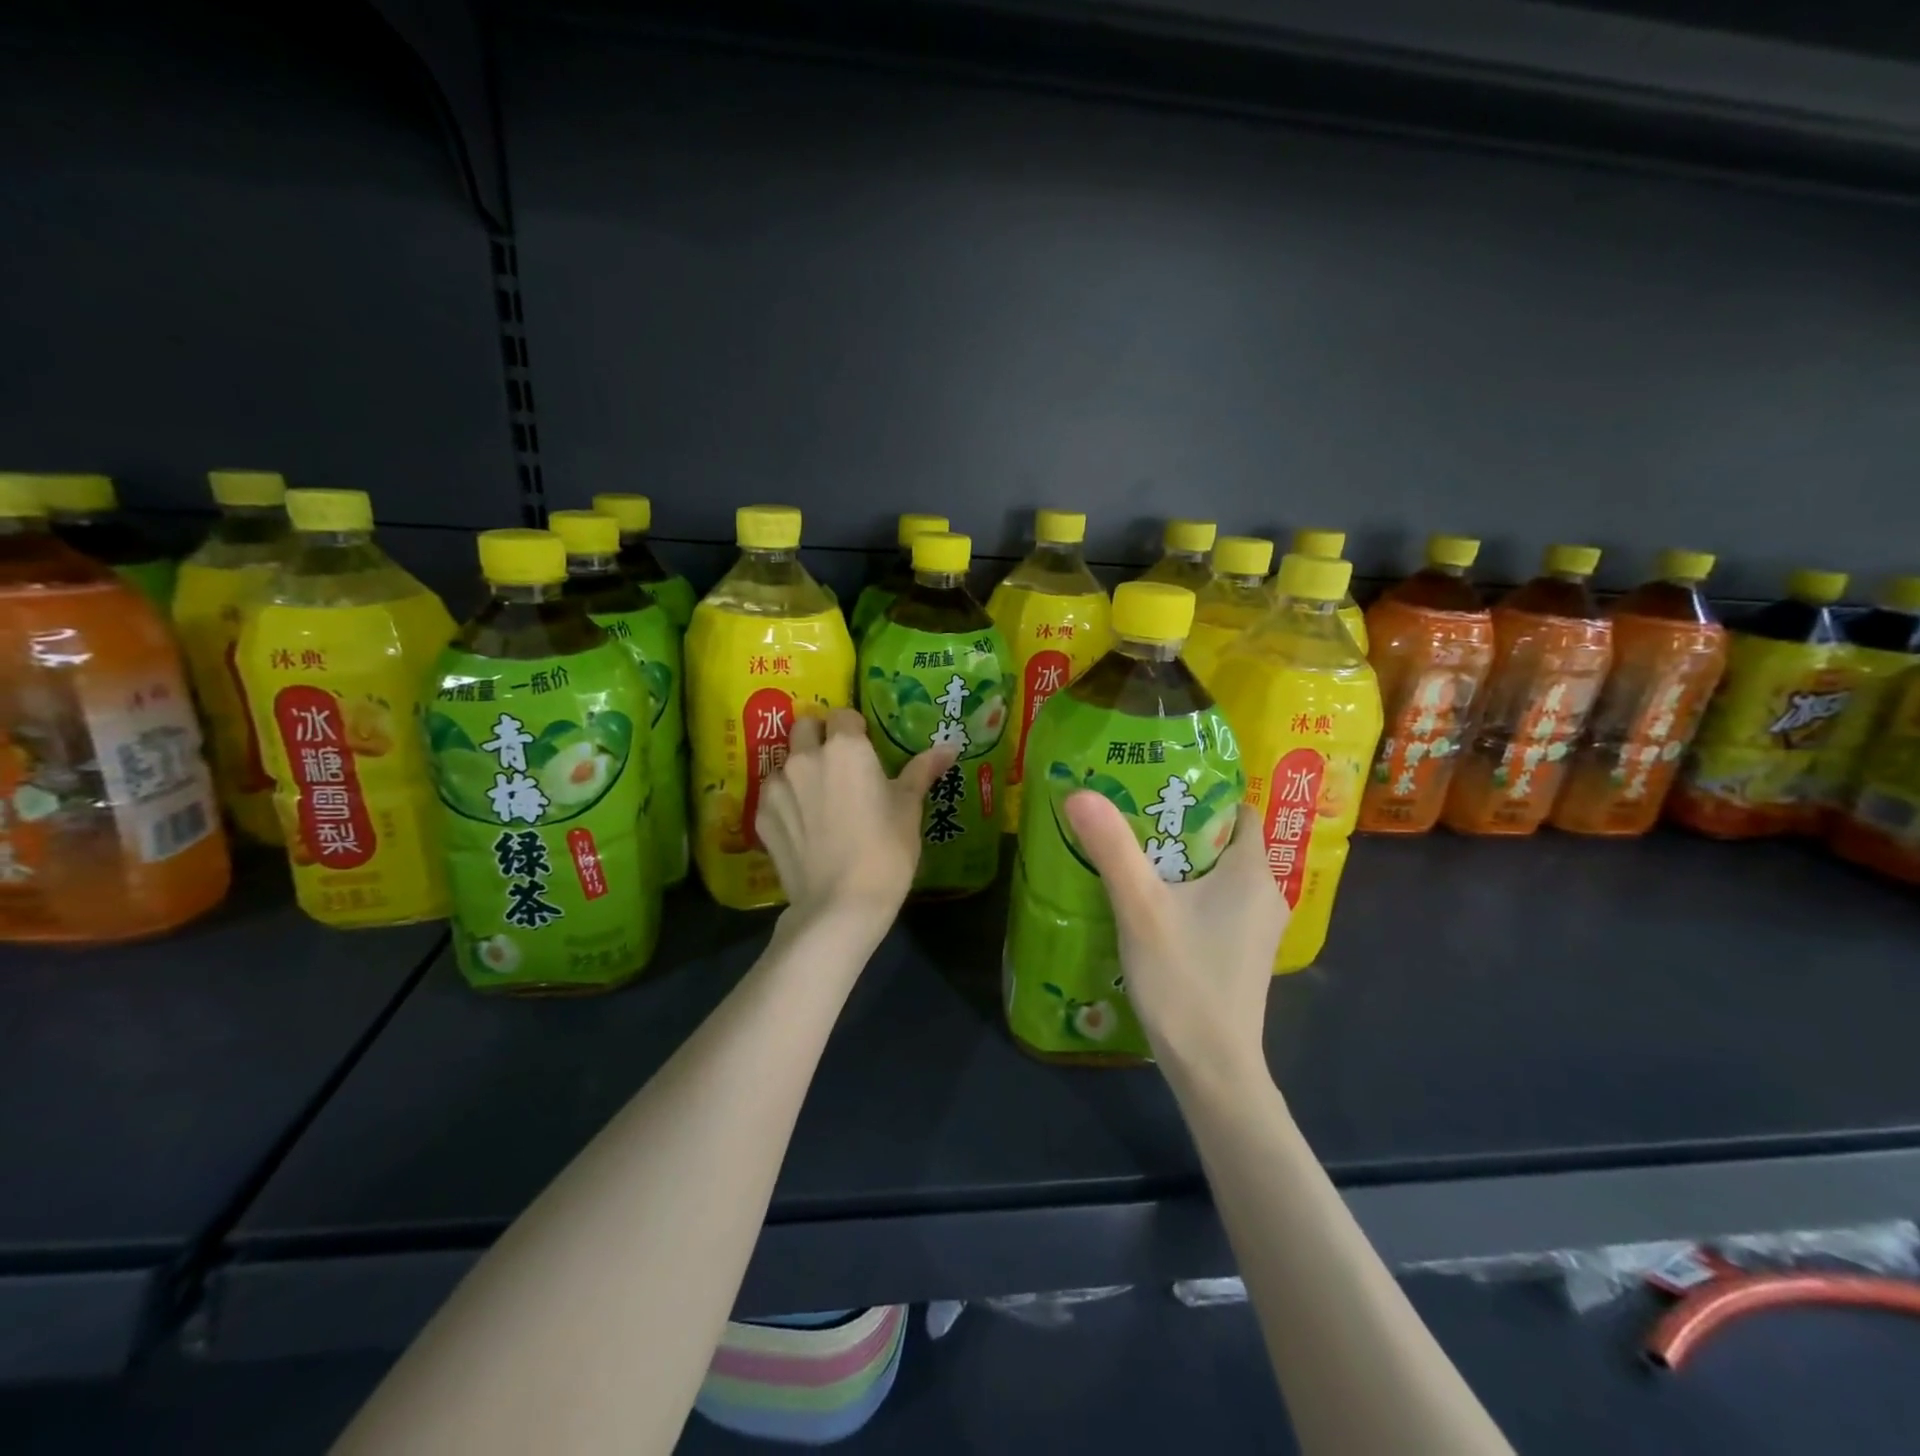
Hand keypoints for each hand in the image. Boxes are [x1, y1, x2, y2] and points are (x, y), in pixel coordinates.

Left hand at [755, 709, 958, 931]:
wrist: (840, 904)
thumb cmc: (885, 850)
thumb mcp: (909, 809)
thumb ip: (921, 771)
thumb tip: (949, 747)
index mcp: (846, 748)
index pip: (843, 715)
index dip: (854, 729)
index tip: (865, 749)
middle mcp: (806, 757)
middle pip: (805, 727)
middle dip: (819, 737)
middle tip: (838, 765)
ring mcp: (778, 786)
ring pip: (785, 762)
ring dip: (800, 770)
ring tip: (819, 800)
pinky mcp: (761, 816)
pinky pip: (773, 796)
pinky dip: (786, 802)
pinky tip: (803, 827)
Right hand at [1065, 793, 1285, 1078]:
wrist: (1212, 1068)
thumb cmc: (1184, 980)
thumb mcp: (1141, 908)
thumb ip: (1113, 848)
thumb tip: (1080, 792)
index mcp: (1253, 872)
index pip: (1239, 810)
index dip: (1203, 794)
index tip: (1157, 785)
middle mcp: (1265, 894)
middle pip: (1224, 840)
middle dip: (1180, 825)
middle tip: (1131, 812)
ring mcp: (1256, 927)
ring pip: (1218, 874)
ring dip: (1180, 861)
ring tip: (1132, 850)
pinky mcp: (1242, 952)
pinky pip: (1216, 903)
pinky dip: (1187, 892)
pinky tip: (1149, 901)